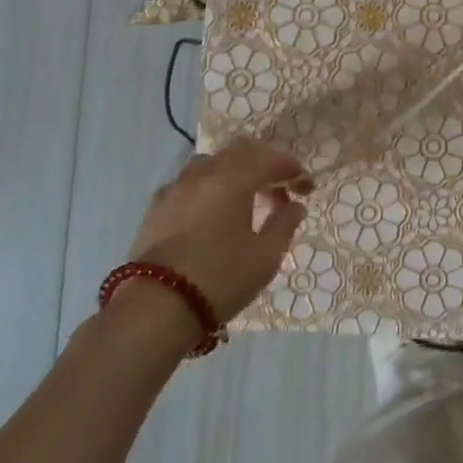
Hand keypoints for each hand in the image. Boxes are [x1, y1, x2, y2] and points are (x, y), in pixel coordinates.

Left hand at [127, 139, 312, 321]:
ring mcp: (174, 188)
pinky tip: (214, 213)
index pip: (269, 159)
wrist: (155, 309)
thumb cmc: (220, 280)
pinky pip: (190, 182)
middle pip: (240, 153)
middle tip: (280, 190)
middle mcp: (202, 174)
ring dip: (235, 173)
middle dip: (265, 165)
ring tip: (247, 201)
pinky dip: (210, 187)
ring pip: (212, 164)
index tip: (307, 187)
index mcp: (231, 180)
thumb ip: (284, 225)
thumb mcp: (265, 257)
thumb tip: (294, 206)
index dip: (292, 169)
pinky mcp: (156, 207)